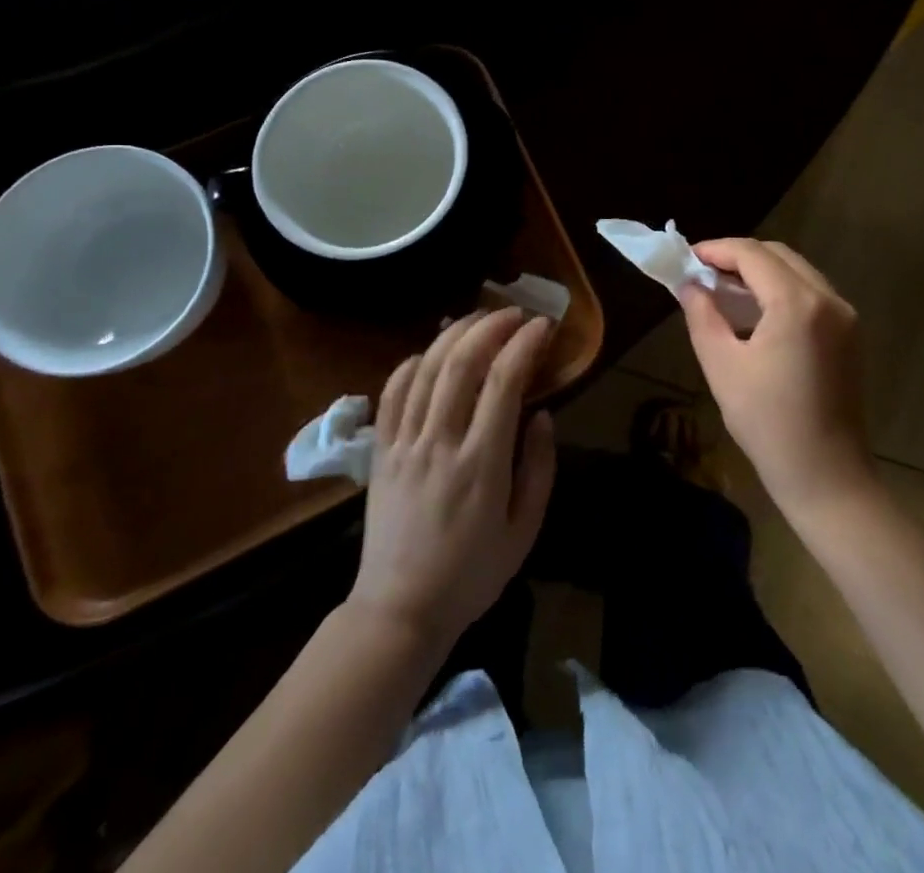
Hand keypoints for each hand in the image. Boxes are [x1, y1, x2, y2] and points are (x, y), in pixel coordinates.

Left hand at [348, 308, 556, 650]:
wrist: (400, 610)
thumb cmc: (472, 574)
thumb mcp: (525, 531)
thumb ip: (539, 469)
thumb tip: (542, 415)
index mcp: (481, 464)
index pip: (504, 383)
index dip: (525, 345)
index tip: (543, 327)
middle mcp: (440, 443)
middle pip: (461, 363)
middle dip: (490, 326)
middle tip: (514, 314)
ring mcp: (404, 445)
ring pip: (426, 370)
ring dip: (454, 335)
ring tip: (479, 319)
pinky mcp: (380, 453)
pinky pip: (391, 394)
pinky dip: (411, 364)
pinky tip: (428, 353)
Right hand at [681, 239, 875, 516]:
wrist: (826, 475)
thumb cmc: (768, 423)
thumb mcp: (722, 366)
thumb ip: (703, 315)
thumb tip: (689, 285)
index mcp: (797, 304)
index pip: (752, 254)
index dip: (717, 250)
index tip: (688, 257)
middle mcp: (828, 298)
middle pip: (778, 255)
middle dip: (739, 256)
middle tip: (703, 272)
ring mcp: (845, 315)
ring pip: (798, 271)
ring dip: (761, 271)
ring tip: (724, 289)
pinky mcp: (850, 333)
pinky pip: (812, 292)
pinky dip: (782, 289)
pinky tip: (756, 310)